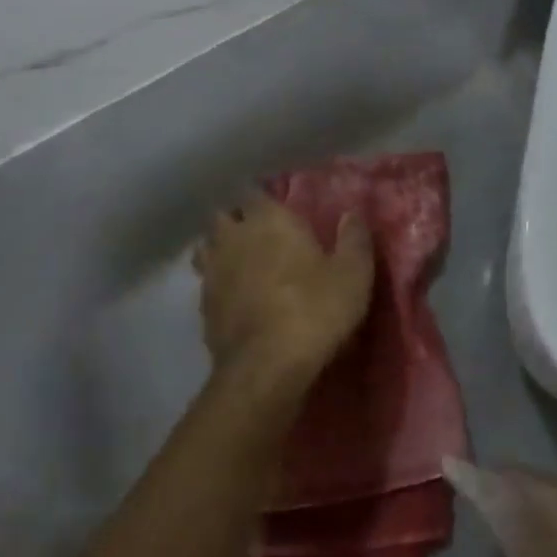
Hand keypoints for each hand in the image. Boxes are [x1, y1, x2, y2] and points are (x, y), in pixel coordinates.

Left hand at [194, 195, 374, 389]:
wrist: (267, 365)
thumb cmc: (315, 309)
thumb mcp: (353, 274)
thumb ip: (353, 239)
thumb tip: (351, 214)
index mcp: (269, 219)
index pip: (255, 191)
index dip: (264, 198)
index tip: (278, 207)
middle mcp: (233, 237)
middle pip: (223, 216)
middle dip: (237, 221)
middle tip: (259, 234)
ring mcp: (212, 271)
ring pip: (207, 248)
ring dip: (221, 250)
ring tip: (241, 263)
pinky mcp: (203, 305)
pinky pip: (206, 282)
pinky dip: (217, 284)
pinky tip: (234, 297)